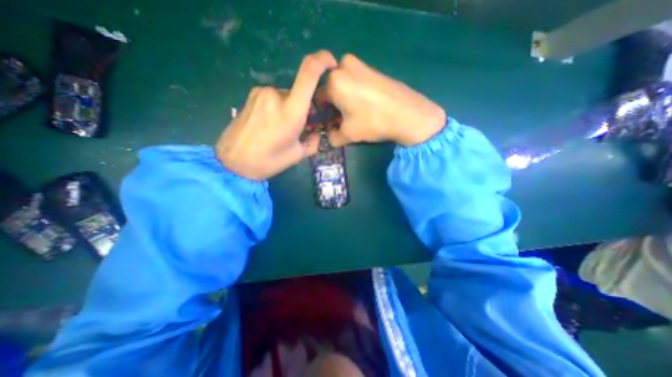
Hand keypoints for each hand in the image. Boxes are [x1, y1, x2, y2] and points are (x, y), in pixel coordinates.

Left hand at [218, 50, 338, 178]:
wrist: (234, 162)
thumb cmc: (269, 161)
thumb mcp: (297, 155)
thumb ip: (313, 142)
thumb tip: (315, 133)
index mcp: (292, 111)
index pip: (309, 72)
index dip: (322, 61)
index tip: (331, 64)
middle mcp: (276, 95)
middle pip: (299, 93)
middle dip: (303, 108)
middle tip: (299, 127)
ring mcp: (261, 93)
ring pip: (286, 97)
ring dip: (289, 109)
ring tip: (280, 130)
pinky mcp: (251, 96)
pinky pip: (273, 98)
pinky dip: (278, 109)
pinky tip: (269, 125)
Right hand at [320, 53, 444, 145]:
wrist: (407, 114)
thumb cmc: (373, 122)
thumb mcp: (348, 134)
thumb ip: (332, 137)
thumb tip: (329, 136)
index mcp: (333, 81)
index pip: (318, 98)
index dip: (323, 113)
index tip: (330, 122)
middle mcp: (343, 66)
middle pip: (330, 89)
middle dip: (333, 104)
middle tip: (342, 118)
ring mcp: (360, 64)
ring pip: (342, 84)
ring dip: (343, 97)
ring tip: (354, 112)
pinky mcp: (372, 67)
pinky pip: (355, 80)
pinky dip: (354, 91)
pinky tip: (364, 104)